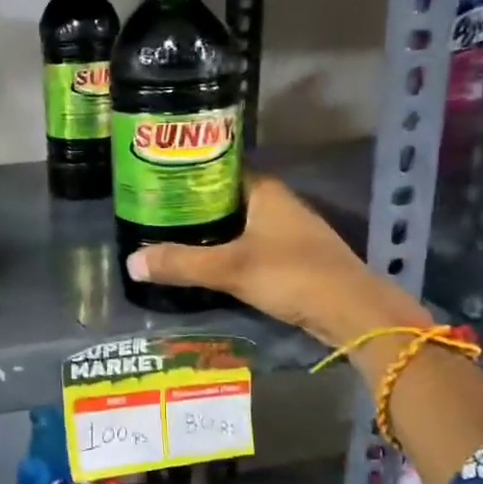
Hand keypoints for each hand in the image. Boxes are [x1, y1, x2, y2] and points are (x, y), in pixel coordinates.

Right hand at [126, 175, 426, 348]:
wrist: (352, 312)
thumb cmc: (292, 275)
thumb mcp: (230, 269)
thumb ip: (182, 264)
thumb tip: (131, 262)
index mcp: (266, 191)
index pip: (220, 170)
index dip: (189, 175)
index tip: (157, 185)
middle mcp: (279, 204)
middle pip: (228, 199)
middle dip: (195, 207)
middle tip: (156, 216)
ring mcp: (289, 232)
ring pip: (241, 225)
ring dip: (212, 232)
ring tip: (173, 240)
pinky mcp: (294, 259)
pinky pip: (252, 246)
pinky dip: (229, 251)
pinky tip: (208, 265)